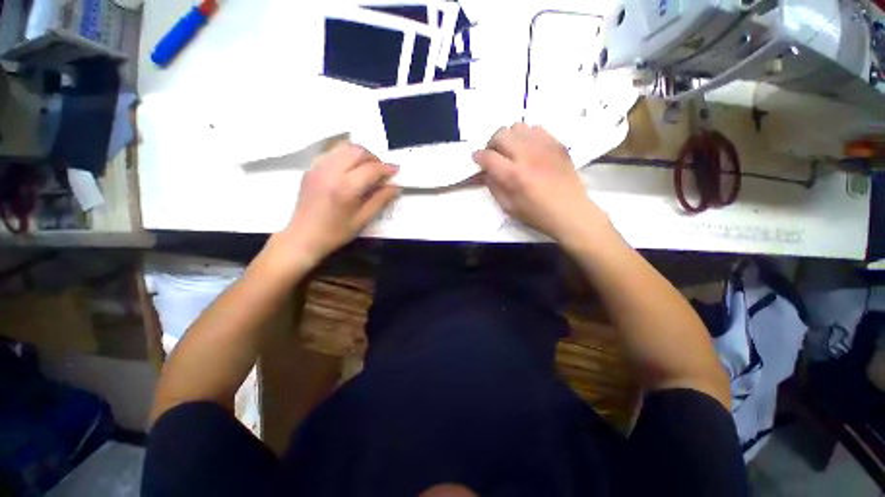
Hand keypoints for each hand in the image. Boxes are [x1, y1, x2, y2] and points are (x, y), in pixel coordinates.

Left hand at [275, 142, 399, 265]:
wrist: (303, 236)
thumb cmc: (335, 232)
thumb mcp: (363, 219)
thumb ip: (381, 200)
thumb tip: (396, 186)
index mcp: (345, 187)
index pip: (371, 168)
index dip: (387, 168)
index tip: (396, 171)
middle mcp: (331, 171)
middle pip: (357, 151)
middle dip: (374, 158)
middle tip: (381, 171)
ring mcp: (318, 167)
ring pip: (344, 147)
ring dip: (360, 154)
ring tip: (367, 168)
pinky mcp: (311, 168)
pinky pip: (332, 152)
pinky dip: (346, 156)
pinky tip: (350, 170)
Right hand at [473, 123, 610, 243]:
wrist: (571, 212)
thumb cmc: (537, 214)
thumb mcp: (508, 206)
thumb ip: (494, 186)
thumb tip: (485, 171)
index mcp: (514, 176)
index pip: (488, 157)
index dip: (478, 156)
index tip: (477, 159)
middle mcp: (527, 155)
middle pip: (501, 134)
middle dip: (492, 143)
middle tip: (494, 155)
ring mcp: (544, 146)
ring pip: (518, 126)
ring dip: (509, 137)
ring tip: (512, 150)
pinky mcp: (557, 143)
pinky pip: (536, 128)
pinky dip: (527, 136)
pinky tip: (529, 149)